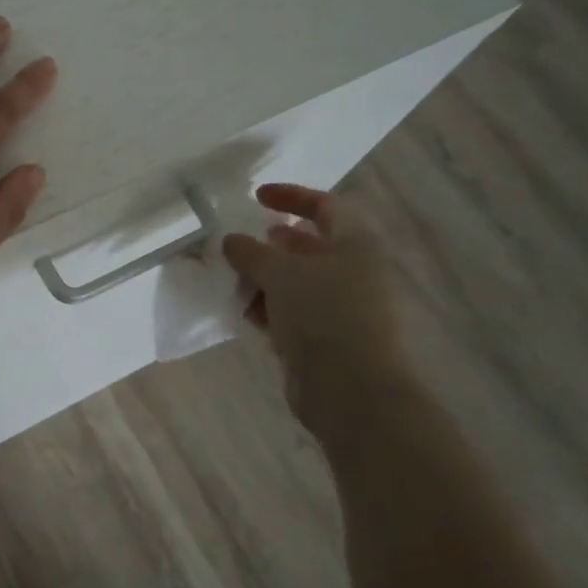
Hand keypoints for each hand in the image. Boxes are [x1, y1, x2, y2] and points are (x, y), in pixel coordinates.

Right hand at [222, 184, 410, 429]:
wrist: (352, 390)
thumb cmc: (323, 315)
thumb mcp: (279, 272)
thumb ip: (250, 251)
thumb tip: (232, 241)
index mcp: (355, 244)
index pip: (324, 206)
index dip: (290, 196)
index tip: (256, 198)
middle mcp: (354, 271)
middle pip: (309, 246)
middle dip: (271, 245)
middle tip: (240, 247)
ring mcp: (342, 307)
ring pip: (297, 282)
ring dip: (264, 279)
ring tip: (234, 282)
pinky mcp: (328, 338)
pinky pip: (294, 312)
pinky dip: (270, 308)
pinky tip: (244, 311)